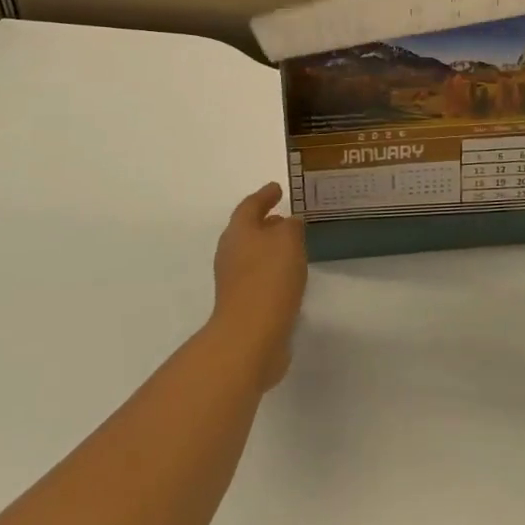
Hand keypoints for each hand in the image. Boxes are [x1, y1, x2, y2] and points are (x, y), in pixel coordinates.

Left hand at [210, 182, 306, 389]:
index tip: (278, 188)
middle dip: (266, 222)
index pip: (250, 205)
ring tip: (293, 245)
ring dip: (270, 248)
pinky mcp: (243, 305)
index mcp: (238, 232)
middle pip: (248, 230)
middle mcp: (231, 253)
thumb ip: (291, 226)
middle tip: (287, 216)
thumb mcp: (288, 240)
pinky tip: (290, 276)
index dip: (264, 195)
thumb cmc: (269, 278)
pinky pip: (260, 277)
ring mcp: (234, 281)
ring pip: (254, 255)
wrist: (250, 337)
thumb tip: (289, 223)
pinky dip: (273, 271)